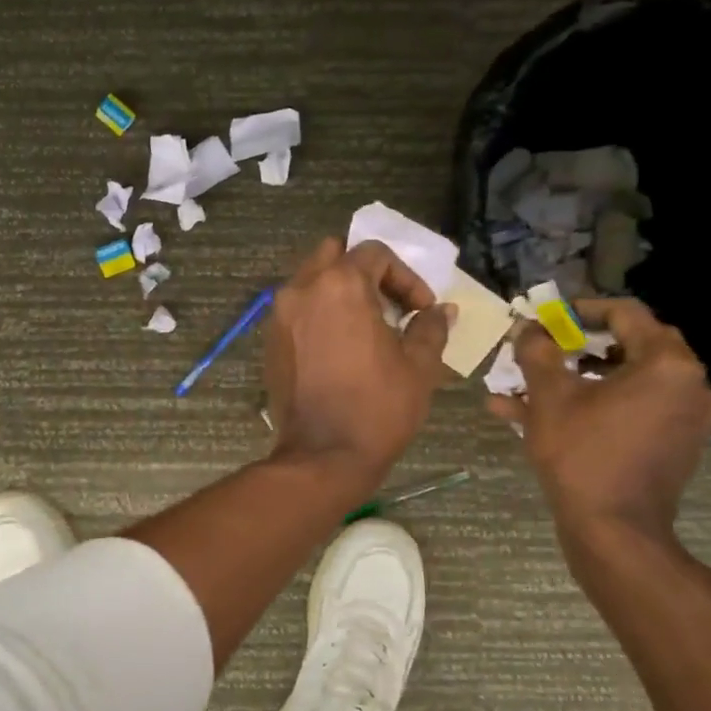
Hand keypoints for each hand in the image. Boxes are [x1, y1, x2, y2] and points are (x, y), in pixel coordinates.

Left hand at [264, 238, 455, 486]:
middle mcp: (302, 289)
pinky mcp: (270, 341)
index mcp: (339, 285)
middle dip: (366, 272)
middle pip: (334, 255)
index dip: (405, 276)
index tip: (420, 310)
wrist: (322, 457)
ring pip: (310, 280)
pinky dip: (319, 314)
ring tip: (366, 326)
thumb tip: (441, 311)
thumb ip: (430, 328)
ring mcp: (279, 315)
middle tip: (390, 305)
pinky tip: (340, 347)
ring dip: (339, 291)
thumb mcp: (419, 366)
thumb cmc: (377, 408)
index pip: (374, 253)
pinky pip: (297, 310)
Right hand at [487, 298, 710, 538]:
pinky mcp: (673, 444)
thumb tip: (529, 328)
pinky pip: (629, 409)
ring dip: (575, 378)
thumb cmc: (583, 454)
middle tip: (541, 348)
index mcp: (666, 364)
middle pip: (627, 345)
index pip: (625, 313)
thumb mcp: (550, 396)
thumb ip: (538, 352)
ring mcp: (684, 417)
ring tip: (525, 386)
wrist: (614, 532)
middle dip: (575, 346)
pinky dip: (592, 405)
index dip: (580, 310)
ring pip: (623, 381)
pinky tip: (536, 415)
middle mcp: (688, 384)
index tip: (547, 318)